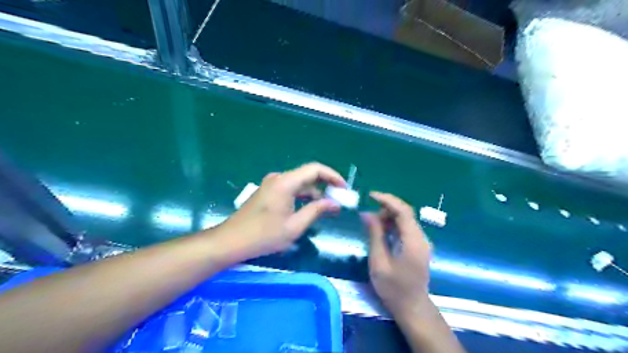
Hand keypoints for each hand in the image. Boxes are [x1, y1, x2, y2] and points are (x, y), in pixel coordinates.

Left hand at [219, 162, 348, 258]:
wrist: (231, 241)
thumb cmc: (264, 235)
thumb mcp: (294, 226)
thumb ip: (316, 210)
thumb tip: (334, 203)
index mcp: (285, 182)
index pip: (315, 169)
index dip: (332, 175)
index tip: (344, 188)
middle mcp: (279, 178)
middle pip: (308, 175)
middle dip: (325, 185)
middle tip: (339, 199)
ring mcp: (272, 184)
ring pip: (300, 183)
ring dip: (314, 192)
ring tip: (327, 207)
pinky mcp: (268, 191)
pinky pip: (291, 188)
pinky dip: (303, 196)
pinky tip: (310, 208)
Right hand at [364, 191, 431, 315]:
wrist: (412, 307)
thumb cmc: (393, 288)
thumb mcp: (379, 261)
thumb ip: (374, 235)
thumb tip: (366, 213)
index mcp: (413, 241)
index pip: (403, 211)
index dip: (387, 200)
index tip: (370, 195)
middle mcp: (421, 238)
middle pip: (405, 213)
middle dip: (386, 209)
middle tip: (369, 218)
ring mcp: (422, 242)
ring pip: (405, 219)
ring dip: (389, 217)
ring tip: (374, 227)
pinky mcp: (419, 246)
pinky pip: (406, 228)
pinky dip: (393, 225)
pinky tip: (383, 233)